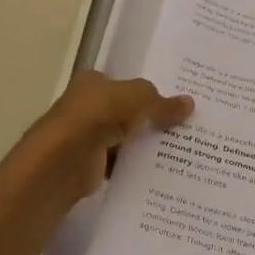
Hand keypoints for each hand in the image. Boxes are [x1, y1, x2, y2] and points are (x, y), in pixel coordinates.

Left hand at [18, 71, 193, 212]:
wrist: (63, 162)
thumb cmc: (97, 117)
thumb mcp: (137, 99)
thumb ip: (162, 102)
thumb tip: (190, 103)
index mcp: (93, 83)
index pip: (125, 84)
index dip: (149, 92)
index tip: (178, 103)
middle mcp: (87, 107)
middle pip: (127, 112)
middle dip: (152, 120)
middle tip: (188, 127)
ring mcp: (87, 137)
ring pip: (125, 139)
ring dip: (146, 145)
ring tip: (183, 150)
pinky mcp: (90, 165)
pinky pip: (121, 163)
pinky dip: (136, 167)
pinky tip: (160, 171)